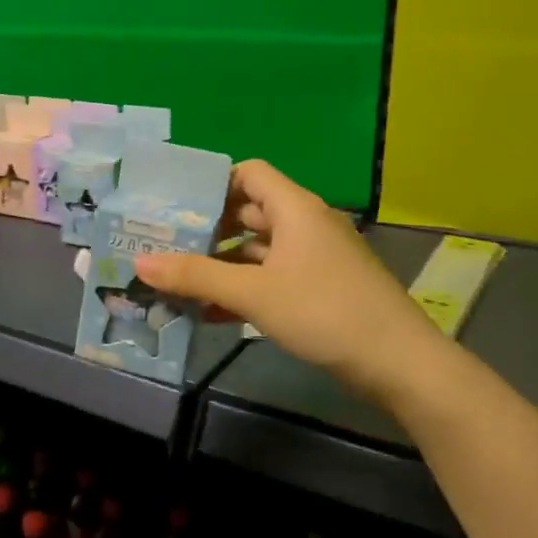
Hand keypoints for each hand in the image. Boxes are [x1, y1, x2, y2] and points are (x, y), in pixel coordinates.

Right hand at [134, 160, 435, 402]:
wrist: (397, 363)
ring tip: (179, 282)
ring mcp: (315, 258)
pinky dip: (244, 288)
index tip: (175, 205)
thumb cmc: (324, 312)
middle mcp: (306, 225)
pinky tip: (213, 313)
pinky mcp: (320, 289)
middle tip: (165, 245)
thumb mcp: (253, 294)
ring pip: (258, 250)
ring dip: (222, 264)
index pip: (249, 173)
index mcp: (295, 209)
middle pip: (249, 212)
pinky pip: (273, 277)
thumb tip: (140, 262)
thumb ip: (196, 277)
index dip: (212, 184)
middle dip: (208, 229)